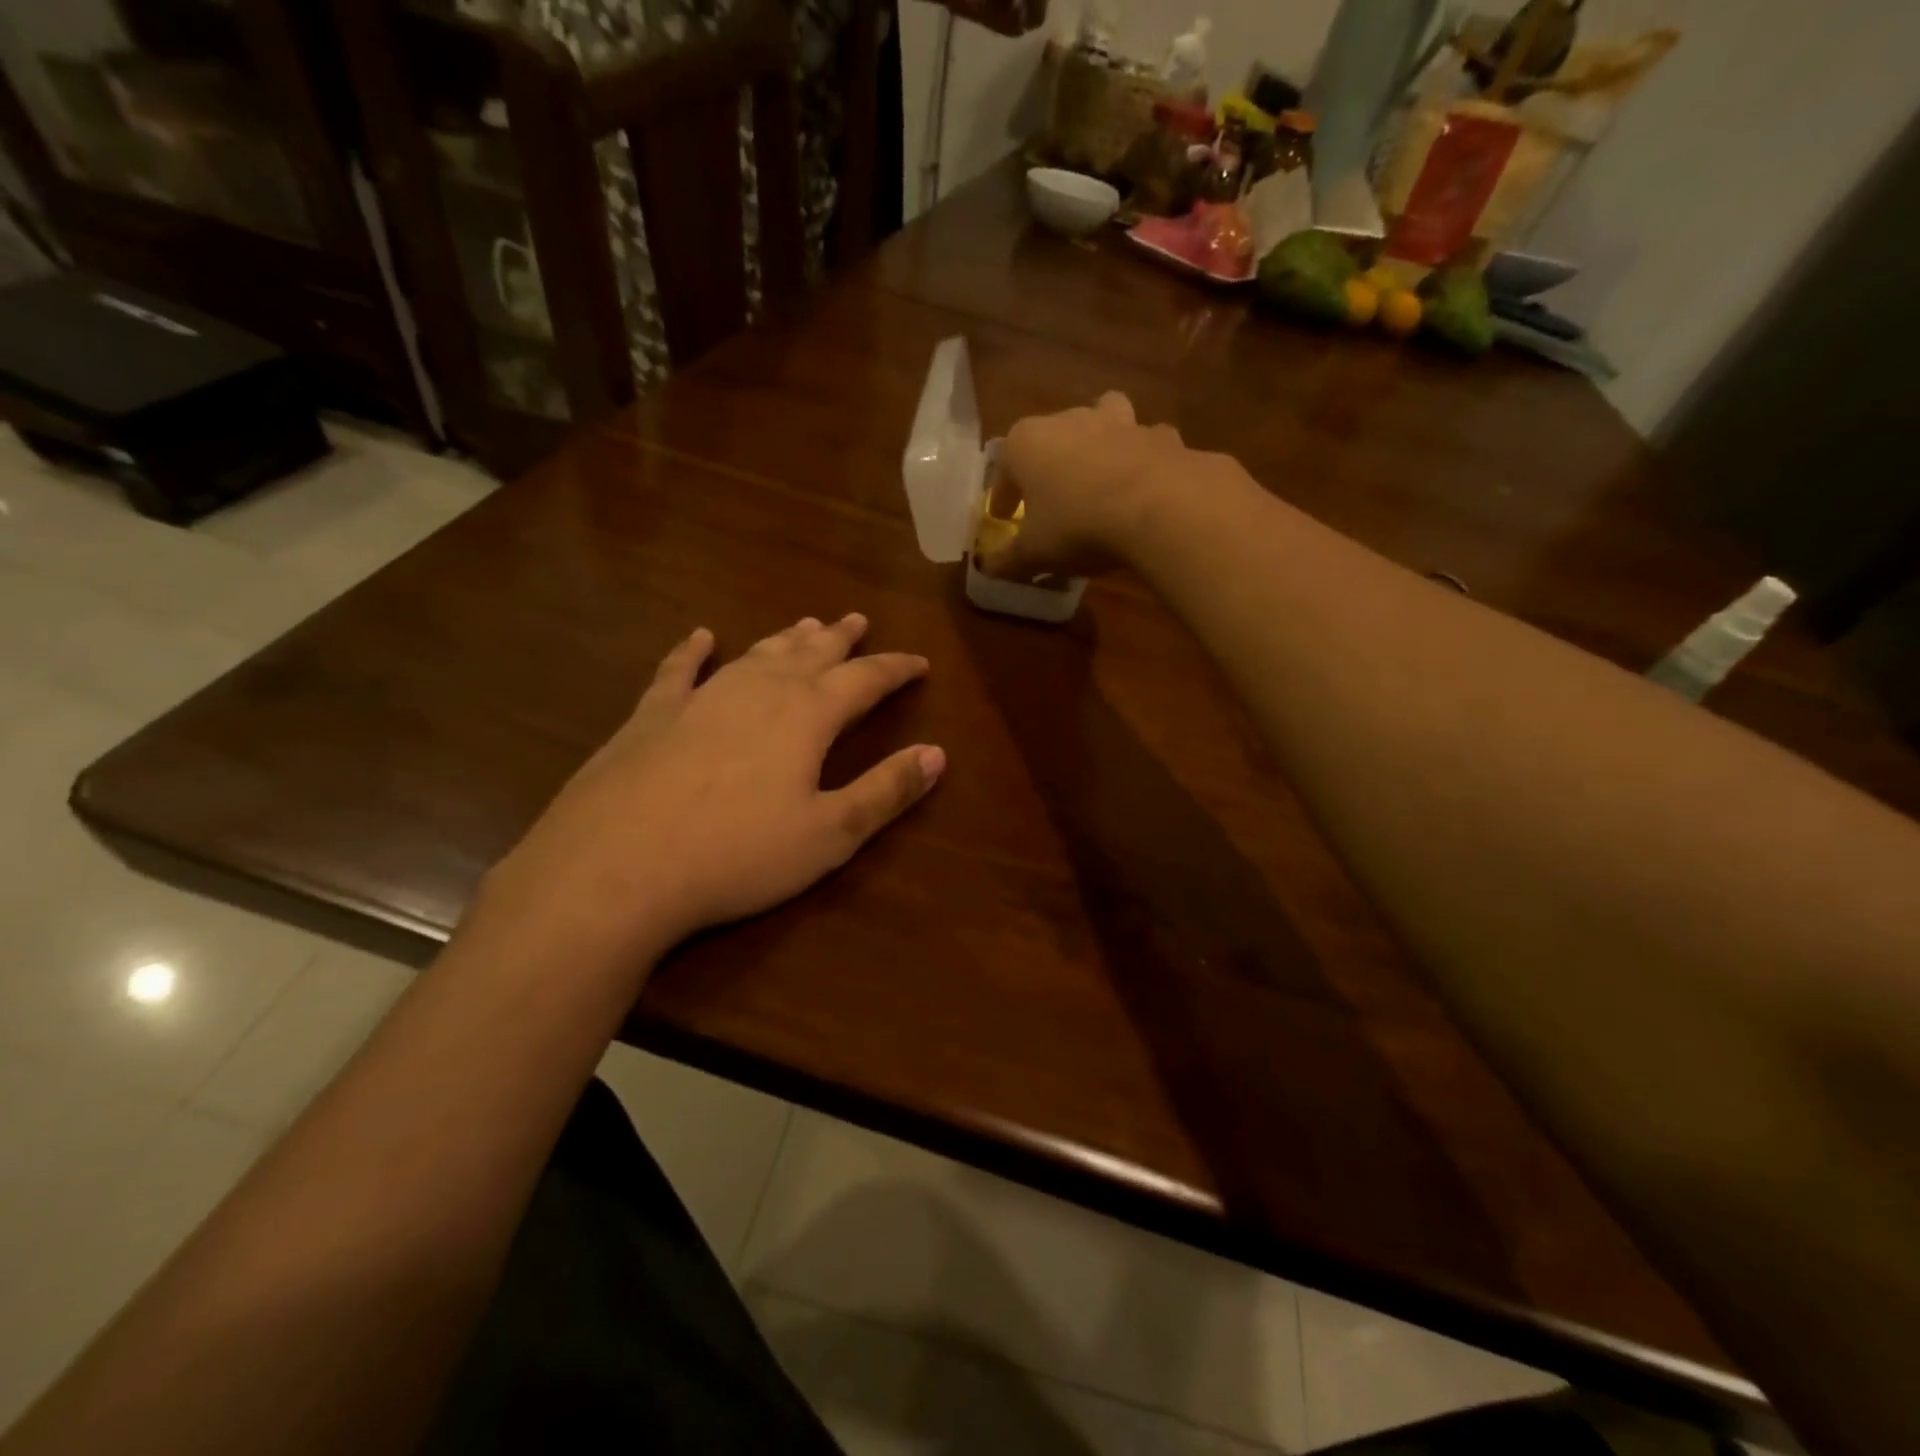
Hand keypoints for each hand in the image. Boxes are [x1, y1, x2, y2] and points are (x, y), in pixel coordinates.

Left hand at [486, 614, 942, 960]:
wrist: (616, 867)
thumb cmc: (737, 854)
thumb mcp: (829, 834)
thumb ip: (885, 791)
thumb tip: (937, 753)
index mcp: (807, 715)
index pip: (866, 679)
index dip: (896, 669)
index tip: (919, 663)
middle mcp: (759, 690)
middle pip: (811, 653)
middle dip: (840, 638)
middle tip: (858, 620)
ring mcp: (701, 697)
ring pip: (756, 653)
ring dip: (785, 638)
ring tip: (806, 624)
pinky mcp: (652, 714)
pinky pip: (678, 669)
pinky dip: (692, 650)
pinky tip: (699, 636)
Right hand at [980, 392, 1190, 582]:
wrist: (1159, 509)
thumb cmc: (1078, 526)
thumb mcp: (1034, 553)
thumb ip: (1008, 560)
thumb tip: (988, 567)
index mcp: (1028, 442)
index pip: (1004, 465)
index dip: (1003, 495)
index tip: (1006, 517)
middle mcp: (1071, 420)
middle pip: (1052, 436)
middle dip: (1050, 463)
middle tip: (1053, 497)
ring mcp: (1121, 422)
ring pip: (1104, 420)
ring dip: (1101, 441)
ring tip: (1102, 474)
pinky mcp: (1161, 436)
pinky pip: (1147, 445)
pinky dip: (1145, 460)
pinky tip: (1147, 487)